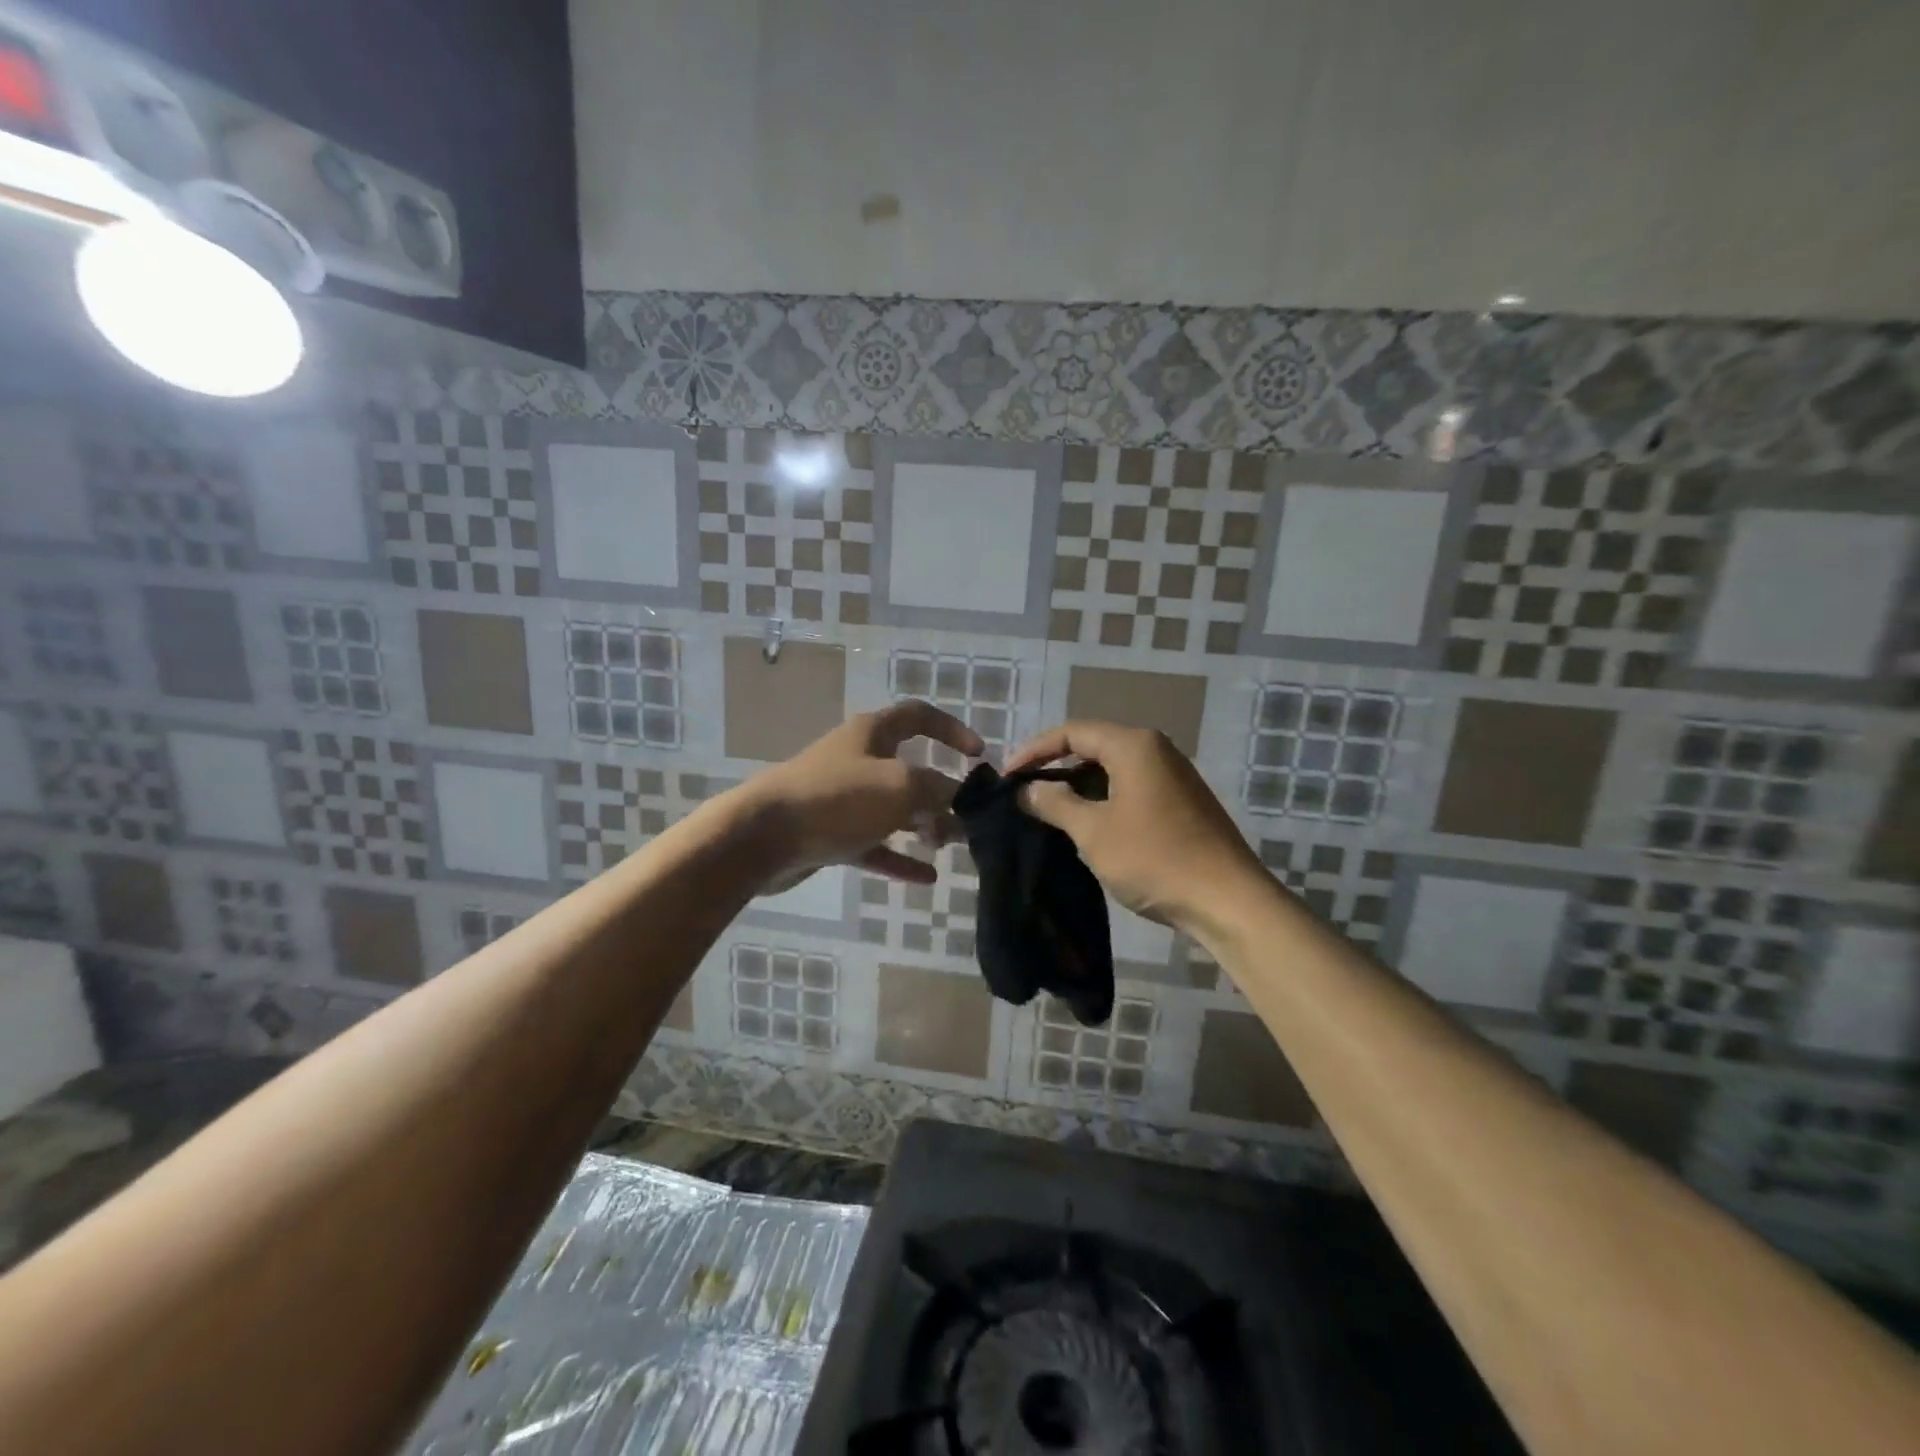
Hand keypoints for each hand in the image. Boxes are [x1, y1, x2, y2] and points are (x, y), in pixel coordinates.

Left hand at [743, 700, 982, 886]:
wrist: (762, 836)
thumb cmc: (837, 798)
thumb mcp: (900, 786)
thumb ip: (939, 789)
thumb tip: (962, 796)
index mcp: (872, 733)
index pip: (919, 716)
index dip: (952, 729)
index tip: (978, 755)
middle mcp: (858, 759)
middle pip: (910, 768)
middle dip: (941, 791)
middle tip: (968, 816)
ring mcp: (843, 798)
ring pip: (893, 809)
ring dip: (924, 825)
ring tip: (953, 845)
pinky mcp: (830, 833)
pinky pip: (874, 844)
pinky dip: (899, 857)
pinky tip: (927, 878)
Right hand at [1007, 720, 1262, 931]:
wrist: (1228, 900)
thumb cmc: (1155, 858)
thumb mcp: (1093, 831)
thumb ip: (1054, 803)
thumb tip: (1025, 790)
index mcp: (1134, 745)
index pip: (1072, 732)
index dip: (1034, 751)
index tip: (1007, 776)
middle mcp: (1156, 750)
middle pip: (1093, 746)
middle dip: (1055, 767)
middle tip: (1025, 793)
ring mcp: (1172, 776)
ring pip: (1112, 769)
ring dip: (1078, 787)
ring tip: (1049, 811)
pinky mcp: (1181, 802)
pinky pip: (1131, 788)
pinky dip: (1103, 799)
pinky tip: (1087, 826)